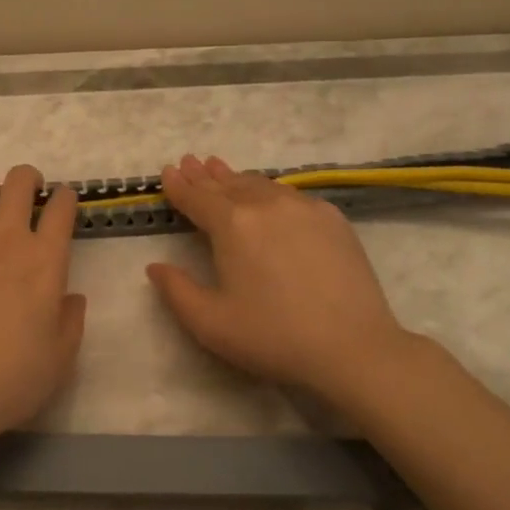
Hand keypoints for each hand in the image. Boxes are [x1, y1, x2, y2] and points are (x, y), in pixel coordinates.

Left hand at [0, 164, 86, 452]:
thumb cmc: (10, 381)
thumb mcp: (60, 359)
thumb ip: (71, 321)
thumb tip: (72, 296)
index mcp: (44, 261)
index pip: (61, 209)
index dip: (66, 198)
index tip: (63, 201)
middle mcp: (5, 239)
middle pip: (19, 182)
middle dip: (28, 179)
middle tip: (28, 193)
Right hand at [146, 154, 428, 405]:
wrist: (353, 347)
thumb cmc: (273, 337)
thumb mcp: (210, 324)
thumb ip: (176, 291)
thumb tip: (155, 266)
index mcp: (232, 224)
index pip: (197, 197)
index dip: (179, 185)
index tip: (168, 171)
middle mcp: (265, 204)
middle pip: (227, 184)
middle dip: (205, 175)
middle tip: (190, 162)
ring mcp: (303, 207)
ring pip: (260, 184)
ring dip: (236, 178)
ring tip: (221, 170)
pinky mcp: (332, 218)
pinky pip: (290, 194)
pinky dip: (268, 190)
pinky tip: (267, 196)